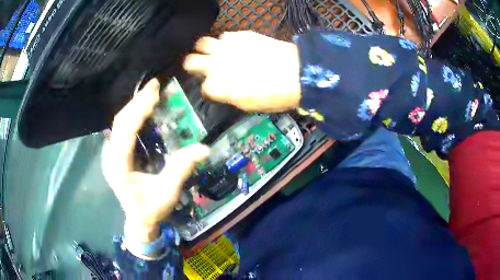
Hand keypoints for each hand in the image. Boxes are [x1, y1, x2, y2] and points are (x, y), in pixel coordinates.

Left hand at [102, 79, 209, 247]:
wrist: (138, 220)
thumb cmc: (151, 209)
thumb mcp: (167, 193)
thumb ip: (181, 170)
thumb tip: (203, 148)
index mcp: (119, 166)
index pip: (125, 131)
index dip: (138, 109)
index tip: (154, 92)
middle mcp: (111, 157)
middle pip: (120, 122)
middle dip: (137, 102)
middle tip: (156, 86)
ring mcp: (111, 154)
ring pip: (120, 123)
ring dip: (135, 106)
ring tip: (152, 92)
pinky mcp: (116, 153)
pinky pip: (123, 128)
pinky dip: (134, 114)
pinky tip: (145, 108)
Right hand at [184, 31, 301, 111]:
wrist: (296, 73)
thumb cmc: (273, 96)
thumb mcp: (248, 105)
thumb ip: (228, 95)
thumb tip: (222, 89)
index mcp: (216, 86)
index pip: (203, 87)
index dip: (209, 89)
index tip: (217, 89)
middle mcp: (215, 64)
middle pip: (189, 61)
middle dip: (193, 65)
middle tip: (203, 67)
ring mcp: (226, 46)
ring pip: (202, 42)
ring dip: (205, 49)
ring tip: (216, 53)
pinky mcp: (239, 35)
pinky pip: (224, 35)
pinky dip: (226, 42)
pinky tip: (236, 46)